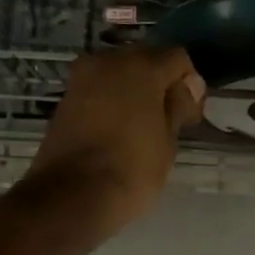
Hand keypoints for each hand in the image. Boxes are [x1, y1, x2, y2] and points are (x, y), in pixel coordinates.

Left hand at [27, 46, 205, 237]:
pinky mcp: (65, 99)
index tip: (190, 114)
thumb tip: (187, 88)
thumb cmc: (132, 170)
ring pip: (118, 74)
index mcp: (141, 67)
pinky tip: (118, 130)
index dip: (190, 84)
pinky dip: (111, 102)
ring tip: (142, 126)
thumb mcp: (168, 142)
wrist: (73, 196)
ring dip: (133, 92)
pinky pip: (98, 91)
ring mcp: (81, 78)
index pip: (177, 58)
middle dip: (159, 83)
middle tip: (168, 118)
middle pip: (144, 59)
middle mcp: (108, 61)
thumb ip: (178, 108)